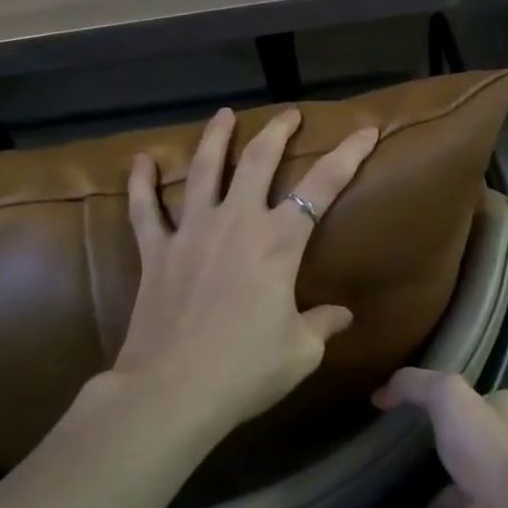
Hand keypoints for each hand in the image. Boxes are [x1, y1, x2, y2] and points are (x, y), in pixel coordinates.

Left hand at [111, 106, 379, 434]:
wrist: (170, 393)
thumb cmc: (245, 371)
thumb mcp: (300, 352)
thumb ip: (323, 324)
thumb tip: (341, 315)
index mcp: (278, 242)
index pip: (322, 186)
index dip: (348, 154)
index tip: (365, 131)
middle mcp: (236, 223)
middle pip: (258, 161)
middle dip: (277, 132)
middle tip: (288, 114)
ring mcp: (191, 233)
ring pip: (203, 170)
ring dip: (215, 138)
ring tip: (224, 114)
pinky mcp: (156, 252)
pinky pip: (145, 209)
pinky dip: (142, 183)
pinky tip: (142, 161)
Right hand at [375, 369, 507, 507]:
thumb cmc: (487, 448)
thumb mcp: (449, 396)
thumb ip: (415, 385)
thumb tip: (381, 394)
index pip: (507, 400)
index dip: (489, 396)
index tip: (460, 397)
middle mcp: (502, 453)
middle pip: (473, 442)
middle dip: (444, 441)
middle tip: (400, 437)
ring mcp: (486, 493)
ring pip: (447, 488)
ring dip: (419, 490)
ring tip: (379, 482)